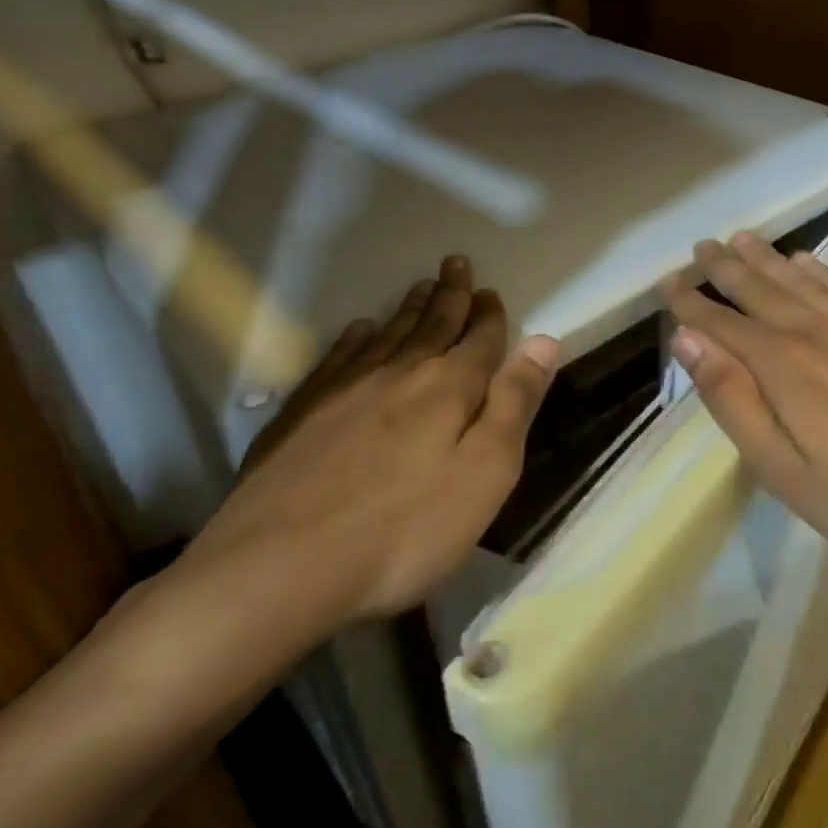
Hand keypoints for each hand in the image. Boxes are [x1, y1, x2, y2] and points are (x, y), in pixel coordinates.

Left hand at [163, 256, 558, 686]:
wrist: (282, 564)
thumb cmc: (406, 528)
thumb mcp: (486, 473)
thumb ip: (515, 403)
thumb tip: (544, 341)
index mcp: (450, 387)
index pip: (480, 339)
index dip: (490, 315)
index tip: (492, 292)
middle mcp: (401, 372)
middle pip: (433, 323)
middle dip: (450, 294)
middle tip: (456, 264)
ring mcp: (346, 388)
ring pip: (389, 333)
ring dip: (409, 308)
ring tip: (421, 286)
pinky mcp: (303, 410)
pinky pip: (339, 356)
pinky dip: (356, 338)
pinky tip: (360, 330)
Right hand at [664, 233, 827, 621]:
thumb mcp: (783, 470)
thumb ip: (732, 400)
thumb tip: (688, 340)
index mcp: (782, 365)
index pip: (723, 322)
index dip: (691, 302)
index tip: (667, 283)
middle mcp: (815, 331)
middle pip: (759, 288)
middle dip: (724, 268)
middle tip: (700, 247)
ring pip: (799, 279)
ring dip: (766, 258)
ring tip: (740, 239)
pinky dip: (819, 269)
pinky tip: (806, 261)